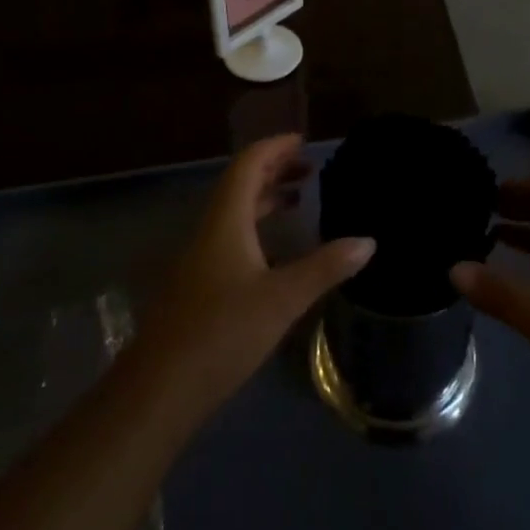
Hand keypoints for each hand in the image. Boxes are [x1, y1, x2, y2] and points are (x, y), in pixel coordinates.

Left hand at [131, 135, 374, 424]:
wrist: (160, 388)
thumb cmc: (223, 332)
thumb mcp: (283, 299)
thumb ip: (325, 267)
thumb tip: (368, 241)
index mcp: (226, 220)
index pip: (248, 165)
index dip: (274, 147)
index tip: (303, 141)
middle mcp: (211, 230)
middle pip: (240, 183)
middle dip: (273, 169)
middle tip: (308, 167)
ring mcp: (200, 257)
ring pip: (234, 211)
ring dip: (264, 197)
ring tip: (298, 197)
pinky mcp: (199, 283)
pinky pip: (231, 235)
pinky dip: (256, 226)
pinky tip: (275, 250)